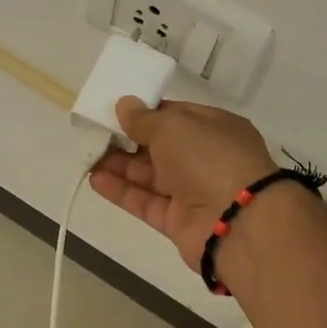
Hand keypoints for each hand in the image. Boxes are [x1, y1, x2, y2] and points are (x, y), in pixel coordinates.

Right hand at [89, 99, 276, 268]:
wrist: (237, 222)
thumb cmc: (210, 158)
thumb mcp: (174, 126)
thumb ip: (144, 119)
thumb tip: (125, 105)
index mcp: (215, 128)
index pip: (177, 116)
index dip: (147, 112)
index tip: (117, 111)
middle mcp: (206, 159)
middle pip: (161, 147)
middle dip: (128, 140)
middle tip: (95, 133)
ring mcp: (193, 192)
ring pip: (150, 176)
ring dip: (120, 165)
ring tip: (88, 155)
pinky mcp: (178, 222)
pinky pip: (146, 202)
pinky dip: (122, 191)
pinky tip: (96, 179)